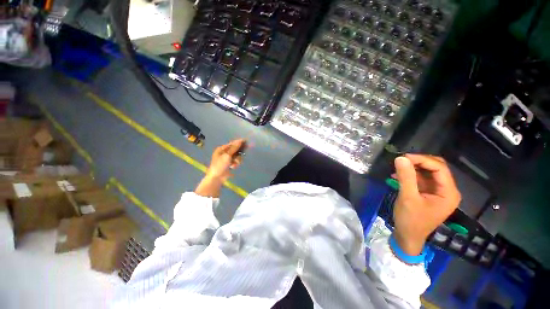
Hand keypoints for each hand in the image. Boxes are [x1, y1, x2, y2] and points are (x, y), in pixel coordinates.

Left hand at [195, 139, 245, 197]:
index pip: (232, 143)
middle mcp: (224, 152)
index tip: (246, 141)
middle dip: (239, 153)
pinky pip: (236, 161)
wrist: (217, 178)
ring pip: (237, 156)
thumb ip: (234, 148)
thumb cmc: (220, 165)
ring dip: (237, 160)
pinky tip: (233, 167)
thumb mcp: (227, 155)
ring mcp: (227, 158)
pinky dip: (236, 164)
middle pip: (235, 149)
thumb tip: (240, 140)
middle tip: (244, 152)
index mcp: (222, 149)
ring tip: (234, 164)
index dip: (239, 142)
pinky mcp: (230, 164)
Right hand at [392, 154, 460, 255]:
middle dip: (418, 162)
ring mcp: (438, 192)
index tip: (403, 157)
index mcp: (448, 193)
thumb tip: (400, 158)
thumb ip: (406, 177)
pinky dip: (410, 175)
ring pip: (427, 172)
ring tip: (397, 168)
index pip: (439, 168)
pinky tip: (397, 176)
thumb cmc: (410, 220)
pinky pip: (421, 179)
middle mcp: (446, 190)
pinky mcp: (428, 194)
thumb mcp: (407, 197)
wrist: (407, 236)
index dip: (422, 160)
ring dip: (413, 168)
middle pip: (436, 168)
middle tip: (400, 161)